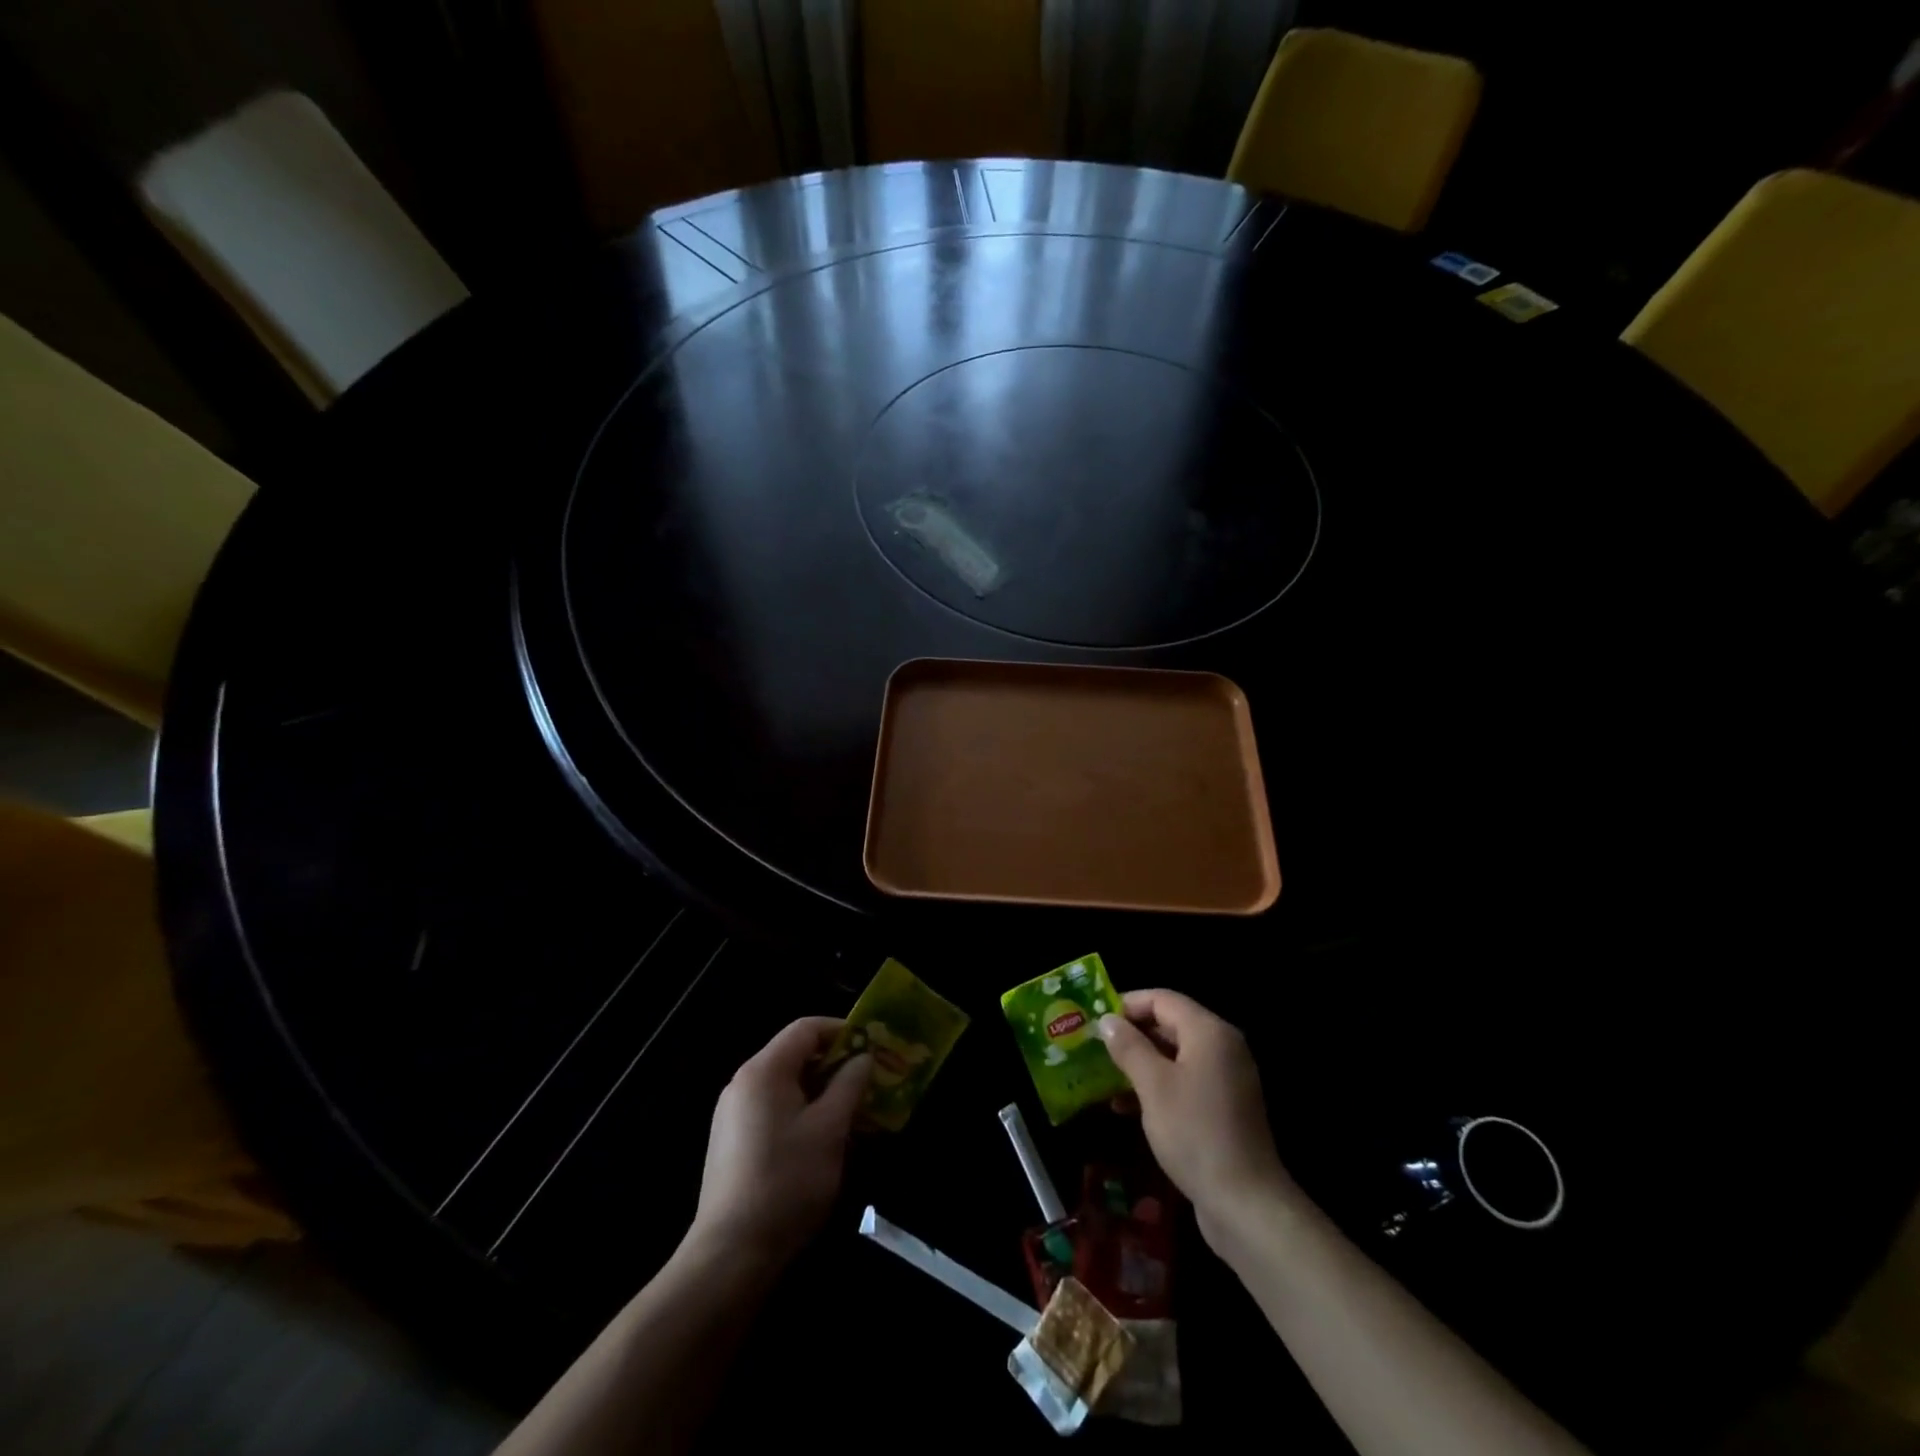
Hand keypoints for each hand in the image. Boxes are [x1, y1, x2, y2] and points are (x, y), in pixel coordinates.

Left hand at [689, 1017, 870, 1268]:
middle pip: (795, 1055)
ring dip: (823, 1091)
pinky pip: (775, 1110)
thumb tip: (863, 1058)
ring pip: (787, 1085)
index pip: (806, 1029)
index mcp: (764, 1071)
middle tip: (870, 1079)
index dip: (842, 1030)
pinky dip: (804, 1112)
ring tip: (856, 1111)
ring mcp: (734, 1115)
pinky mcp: (733, 1143)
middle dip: (836, 1063)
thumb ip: (849, 1085)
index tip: (873, 1045)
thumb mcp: (830, 1129)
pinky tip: (827, 1139)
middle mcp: (744, 1084)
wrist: (731, 1255)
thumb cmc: (787, 1181)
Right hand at [1098, 990, 1293, 1245]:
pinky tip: (1125, 1105)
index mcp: (1209, 1032)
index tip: (1095, 1020)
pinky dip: (1156, 1085)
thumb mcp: (1153, 1086)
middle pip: (1169, 1025)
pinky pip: (1184, 1081)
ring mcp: (1225, 1079)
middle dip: (1131, 1035)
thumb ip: (1128, 1047)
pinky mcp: (1223, 1107)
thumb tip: (1107, 1020)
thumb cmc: (1195, 1133)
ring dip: (1139, 1063)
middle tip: (1094, 1046)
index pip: (1162, 999)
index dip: (1127, 1005)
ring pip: (1174, 1055)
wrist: (1245, 1203)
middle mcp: (1222, 1047)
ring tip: (1102, 1076)